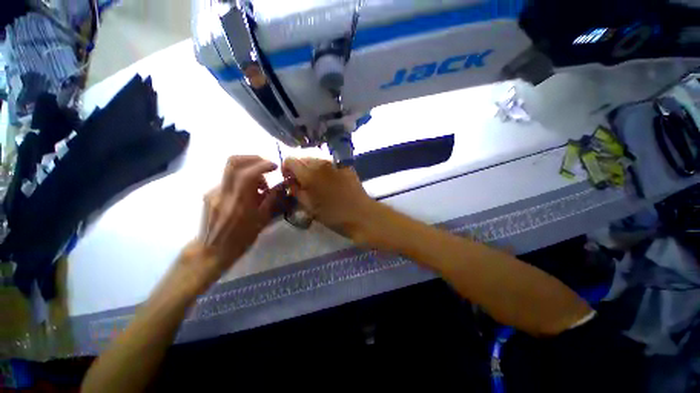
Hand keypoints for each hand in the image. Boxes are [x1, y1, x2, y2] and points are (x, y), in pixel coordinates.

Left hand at [182, 156, 277, 285]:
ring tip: (260, 187)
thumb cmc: (241, 239)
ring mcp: (213, 192)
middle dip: (253, 158)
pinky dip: (241, 181)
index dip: (263, 164)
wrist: (211, 251)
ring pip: (232, 170)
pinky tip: (248, 194)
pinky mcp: (209, 194)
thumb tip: (281, 186)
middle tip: (266, 166)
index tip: (275, 166)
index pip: (248, 173)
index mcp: (239, 202)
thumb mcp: (261, 221)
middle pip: (233, 162)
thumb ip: (271, 200)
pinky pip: (228, 180)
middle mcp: (223, 193)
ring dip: (249, 171)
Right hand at [282, 158, 375, 238]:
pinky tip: (329, 180)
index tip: (290, 181)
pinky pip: (330, 162)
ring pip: (317, 157)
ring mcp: (336, 163)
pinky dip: (324, 168)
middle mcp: (322, 163)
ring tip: (315, 180)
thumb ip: (297, 192)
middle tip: (302, 181)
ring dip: (311, 166)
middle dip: (299, 166)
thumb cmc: (334, 215)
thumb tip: (292, 182)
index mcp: (310, 173)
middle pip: (303, 156)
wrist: (362, 215)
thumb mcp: (309, 207)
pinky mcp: (346, 167)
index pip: (290, 159)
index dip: (286, 169)